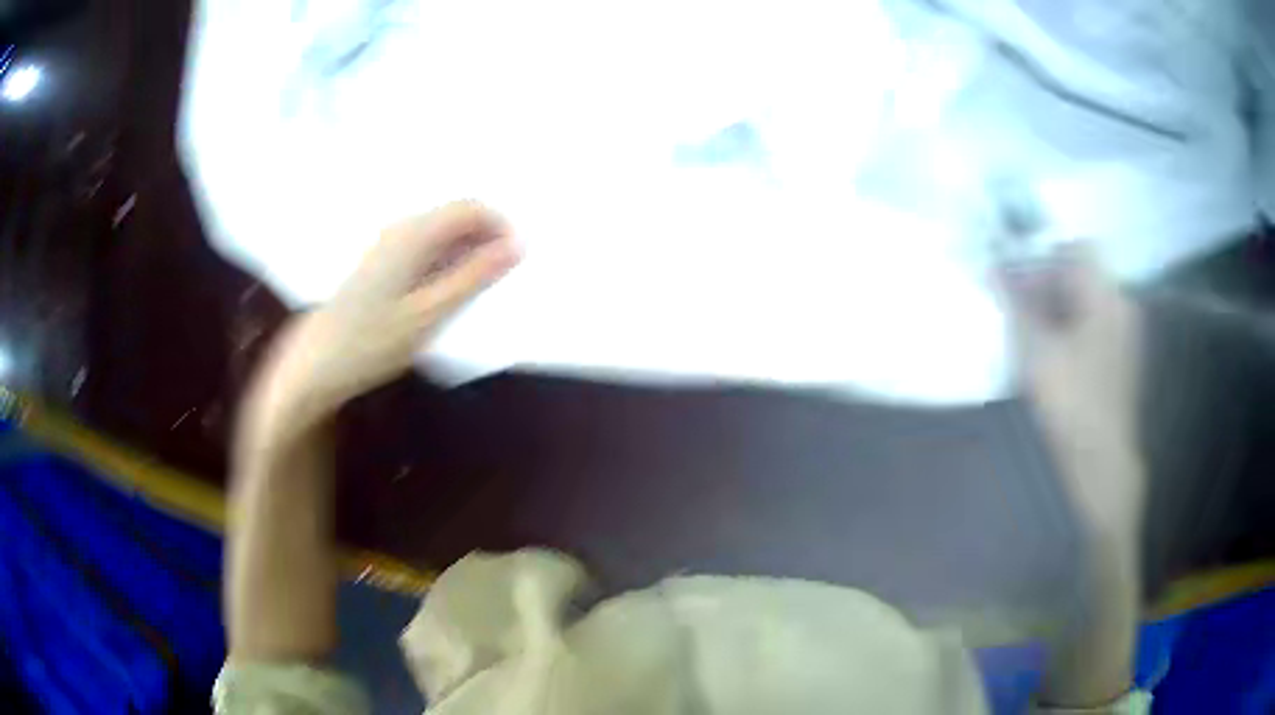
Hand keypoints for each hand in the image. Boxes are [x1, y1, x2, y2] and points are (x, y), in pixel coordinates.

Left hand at [243, 201, 520, 437]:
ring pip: (441, 233)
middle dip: (485, 239)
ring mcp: (388, 243)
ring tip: (476, 291)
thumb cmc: (373, 341)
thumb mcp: (430, 313)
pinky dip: (445, 262)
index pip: (471, 208)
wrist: (318, 363)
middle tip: (500, 279)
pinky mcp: (381, 262)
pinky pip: (425, 248)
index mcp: (414, 234)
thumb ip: (474, 277)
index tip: (516, 260)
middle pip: (456, 216)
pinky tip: (445, 294)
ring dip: (466, 253)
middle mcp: (401, 228)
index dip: (501, 226)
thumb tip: (518, 245)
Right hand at [998, 242, 1144, 534]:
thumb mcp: (1035, 351)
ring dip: (1059, 311)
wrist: (1101, 462)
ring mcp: (1125, 334)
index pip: (1077, 249)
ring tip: (1035, 342)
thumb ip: (1015, 304)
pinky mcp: (1122, 359)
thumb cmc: (1070, 402)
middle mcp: (1121, 305)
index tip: (1023, 287)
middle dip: (1048, 288)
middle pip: (1082, 276)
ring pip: (1087, 304)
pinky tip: (1056, 361)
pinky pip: (1095, 328)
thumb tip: (993, 267)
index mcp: (1105, 296)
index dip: (1046, 259)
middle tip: (1022, 316)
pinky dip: (1073, 332)